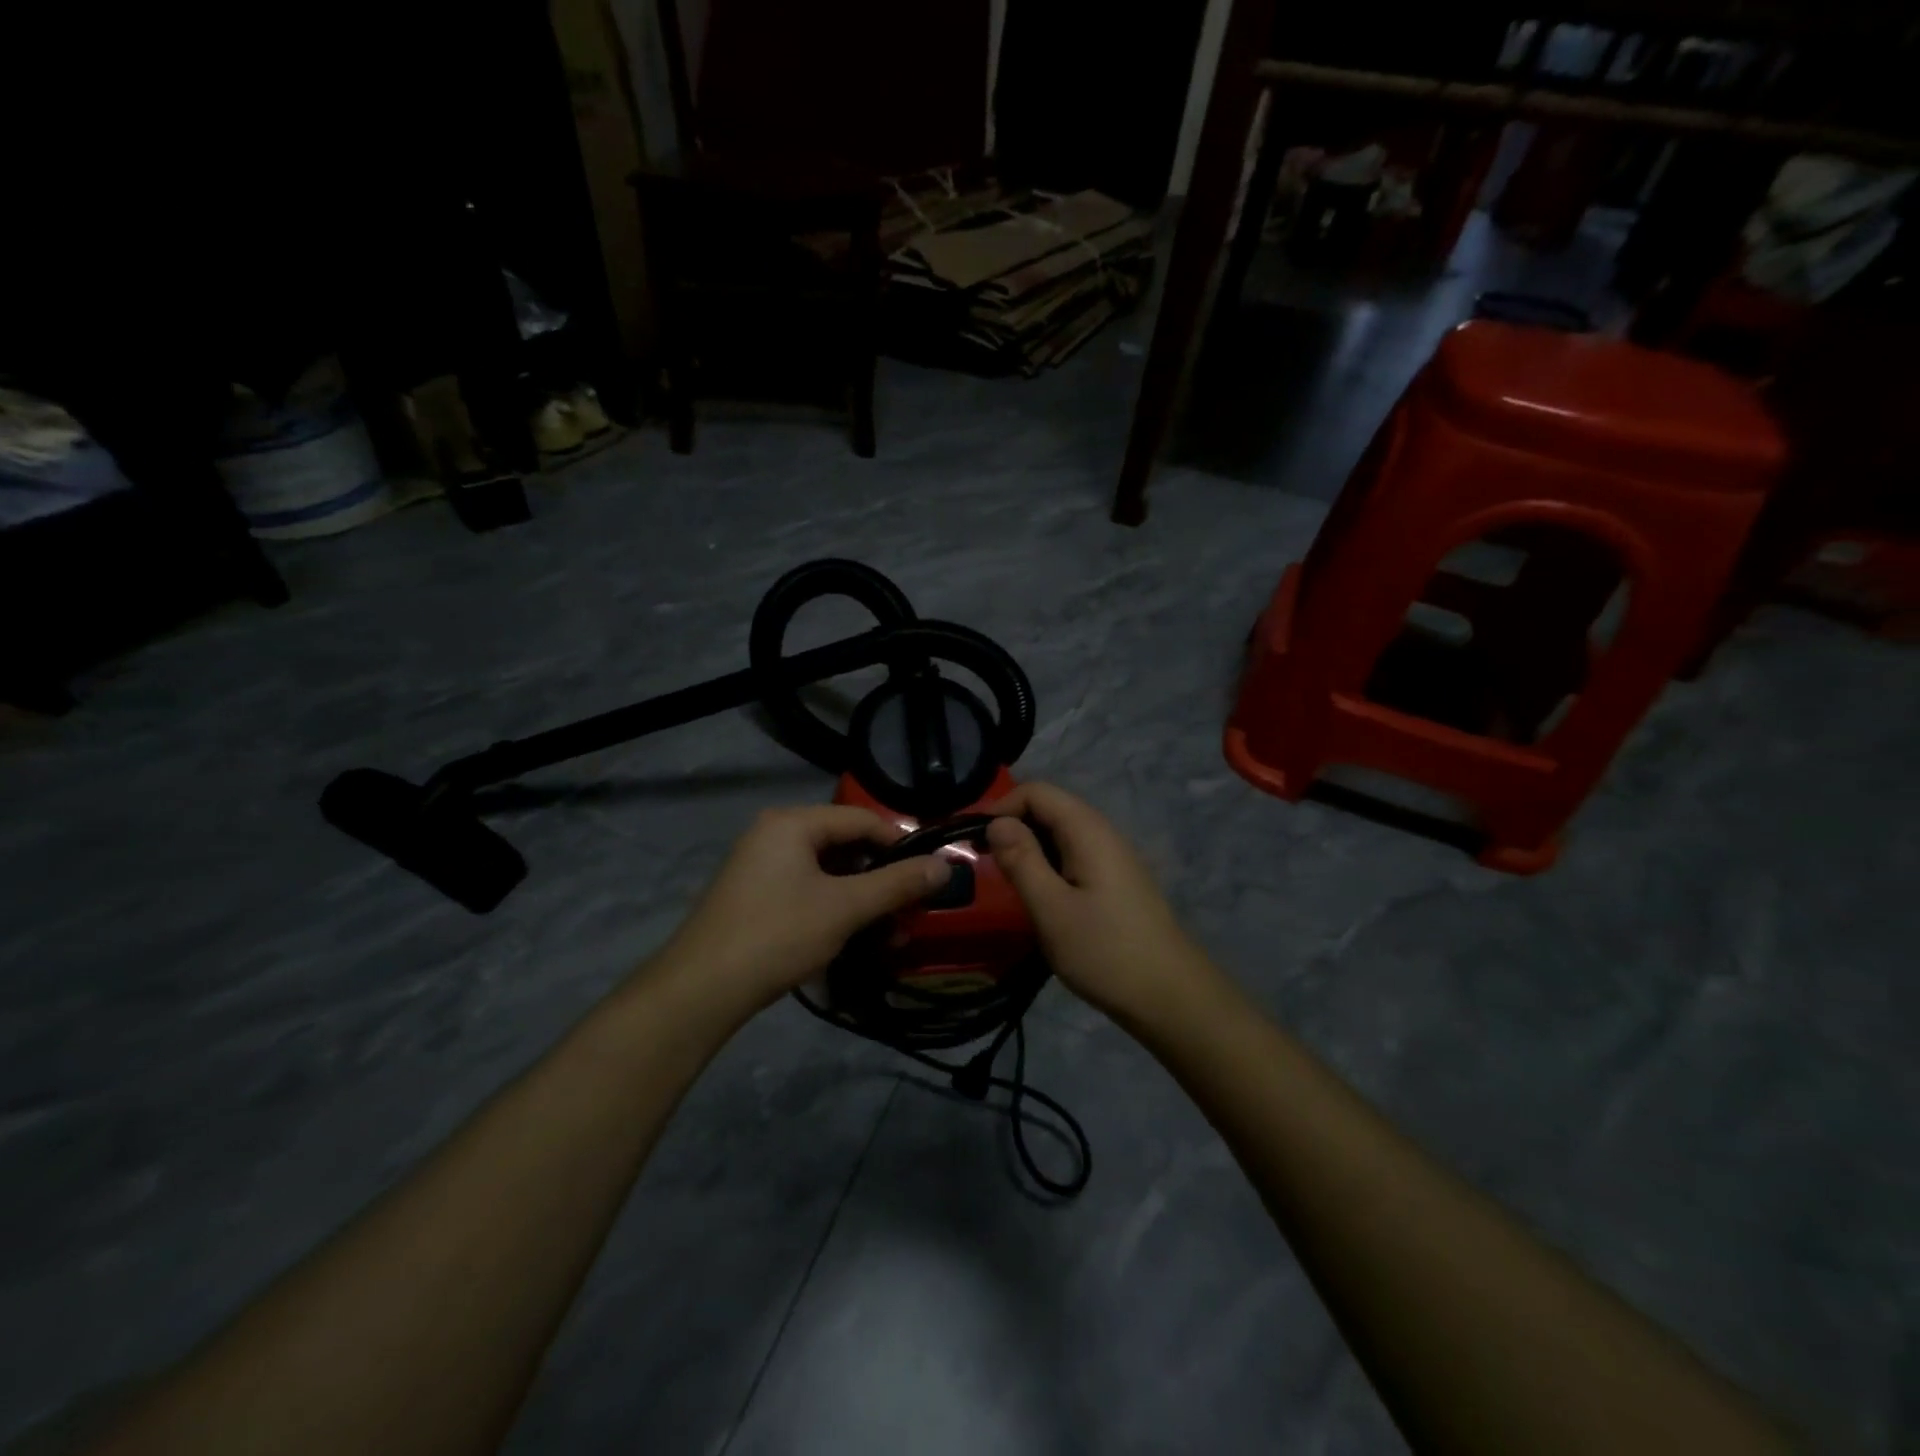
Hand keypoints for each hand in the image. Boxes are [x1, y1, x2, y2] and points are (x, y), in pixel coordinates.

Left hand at [654, 805, 950, 1014]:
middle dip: (882, 881)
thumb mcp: (845, 908)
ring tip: (889, 938)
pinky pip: (808, 892)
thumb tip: (945, 865)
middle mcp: (774, 835)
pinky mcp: (756, 898)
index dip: (900, 844)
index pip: (861, 820)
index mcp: (792, 823)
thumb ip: (897, 884)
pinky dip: (836, 911)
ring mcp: (761, 867)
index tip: (928, 875)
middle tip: (910, 913)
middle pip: (845, 846)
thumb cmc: (777, 935)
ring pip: (829, 874)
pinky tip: (855, 941)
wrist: (700, 991)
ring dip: (863, 902)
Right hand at [986, 783, 1222, 1025]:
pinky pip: (1074, 856)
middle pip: (1051, 808)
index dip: (1001, 807)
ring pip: (1062, 833)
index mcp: (1088, 831)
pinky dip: (1049, 864)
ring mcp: (1114, 858)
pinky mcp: (1116, 882)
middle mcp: (1103, 833)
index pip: (1037, 792)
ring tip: (1006, 879)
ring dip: (1029, 847)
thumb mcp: (1051, 908)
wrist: (1171, 998)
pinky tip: (1039, 895)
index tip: (973, 841)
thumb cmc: (1105, 951)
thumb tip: (997, 823)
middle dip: (1013, 825)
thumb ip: (1021, 860)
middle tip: (983, 861)